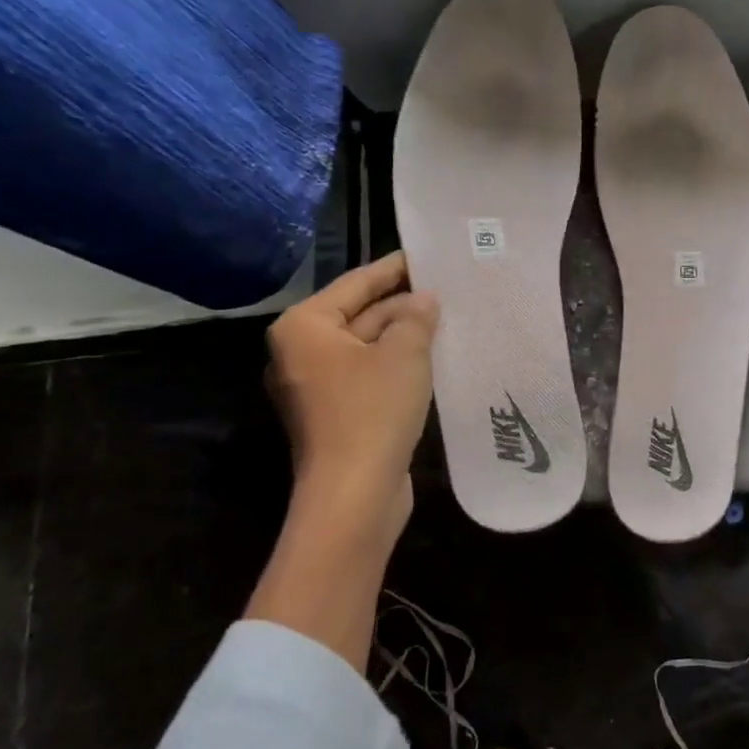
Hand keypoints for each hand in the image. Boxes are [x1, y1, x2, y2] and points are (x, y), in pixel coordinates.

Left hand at [266, 251, 436, 534]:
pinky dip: (396, 364)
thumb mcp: (404, 353)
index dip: (394, 268)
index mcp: (304, 327)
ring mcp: (315, 386)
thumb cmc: (373, 410)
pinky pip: (368, 374)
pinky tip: (433, 357)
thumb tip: (424, 300)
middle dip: (402, 304)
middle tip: (448, 288)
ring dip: (403, 335)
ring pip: (366, 347)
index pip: (356, 283)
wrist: (354, 493)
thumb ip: (416, 317)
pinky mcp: (335, 414)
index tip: (427, 254)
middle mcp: (301, 352)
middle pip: (359, 314)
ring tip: (448, 318)